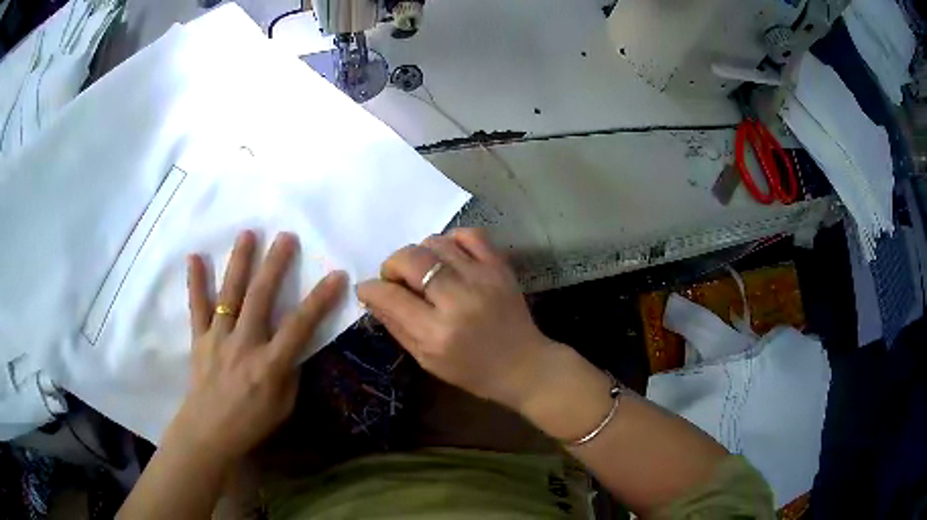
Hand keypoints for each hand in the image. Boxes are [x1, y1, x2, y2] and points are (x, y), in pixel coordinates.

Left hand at [174, 230, 345, 462]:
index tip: (337, 275)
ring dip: (239, 262)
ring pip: (229, 294)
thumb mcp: (284, 405)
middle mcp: (244, 344)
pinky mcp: (199, 338)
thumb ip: (290, 372)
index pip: (300, 326)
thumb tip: (292, 345)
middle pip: (260, 298)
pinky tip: (195, 257)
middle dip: (275, 265)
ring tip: (248, 234)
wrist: (209, 431)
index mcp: (269, 365)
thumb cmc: (252, 422)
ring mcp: (218, 338)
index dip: (320, 300)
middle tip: (286, 237)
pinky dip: (195, 281)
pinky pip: (197, 307)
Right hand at [357, 228, 555, 410]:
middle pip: (411, 259)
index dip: (370, 288)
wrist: (523, 365)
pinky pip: (470, 234)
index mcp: (437, 333)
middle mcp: (458, 300)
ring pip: (436, 242)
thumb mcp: (426, 360)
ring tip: (423, 270)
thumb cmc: (472, 371)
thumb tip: (372, 296)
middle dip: (392, 265)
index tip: (367, 288)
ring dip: (419, 253)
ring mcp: (482, 278)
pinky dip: (451, 239)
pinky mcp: (500, 267)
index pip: (390, 296)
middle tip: (395, 279)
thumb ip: (396, 325)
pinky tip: (448, 256)